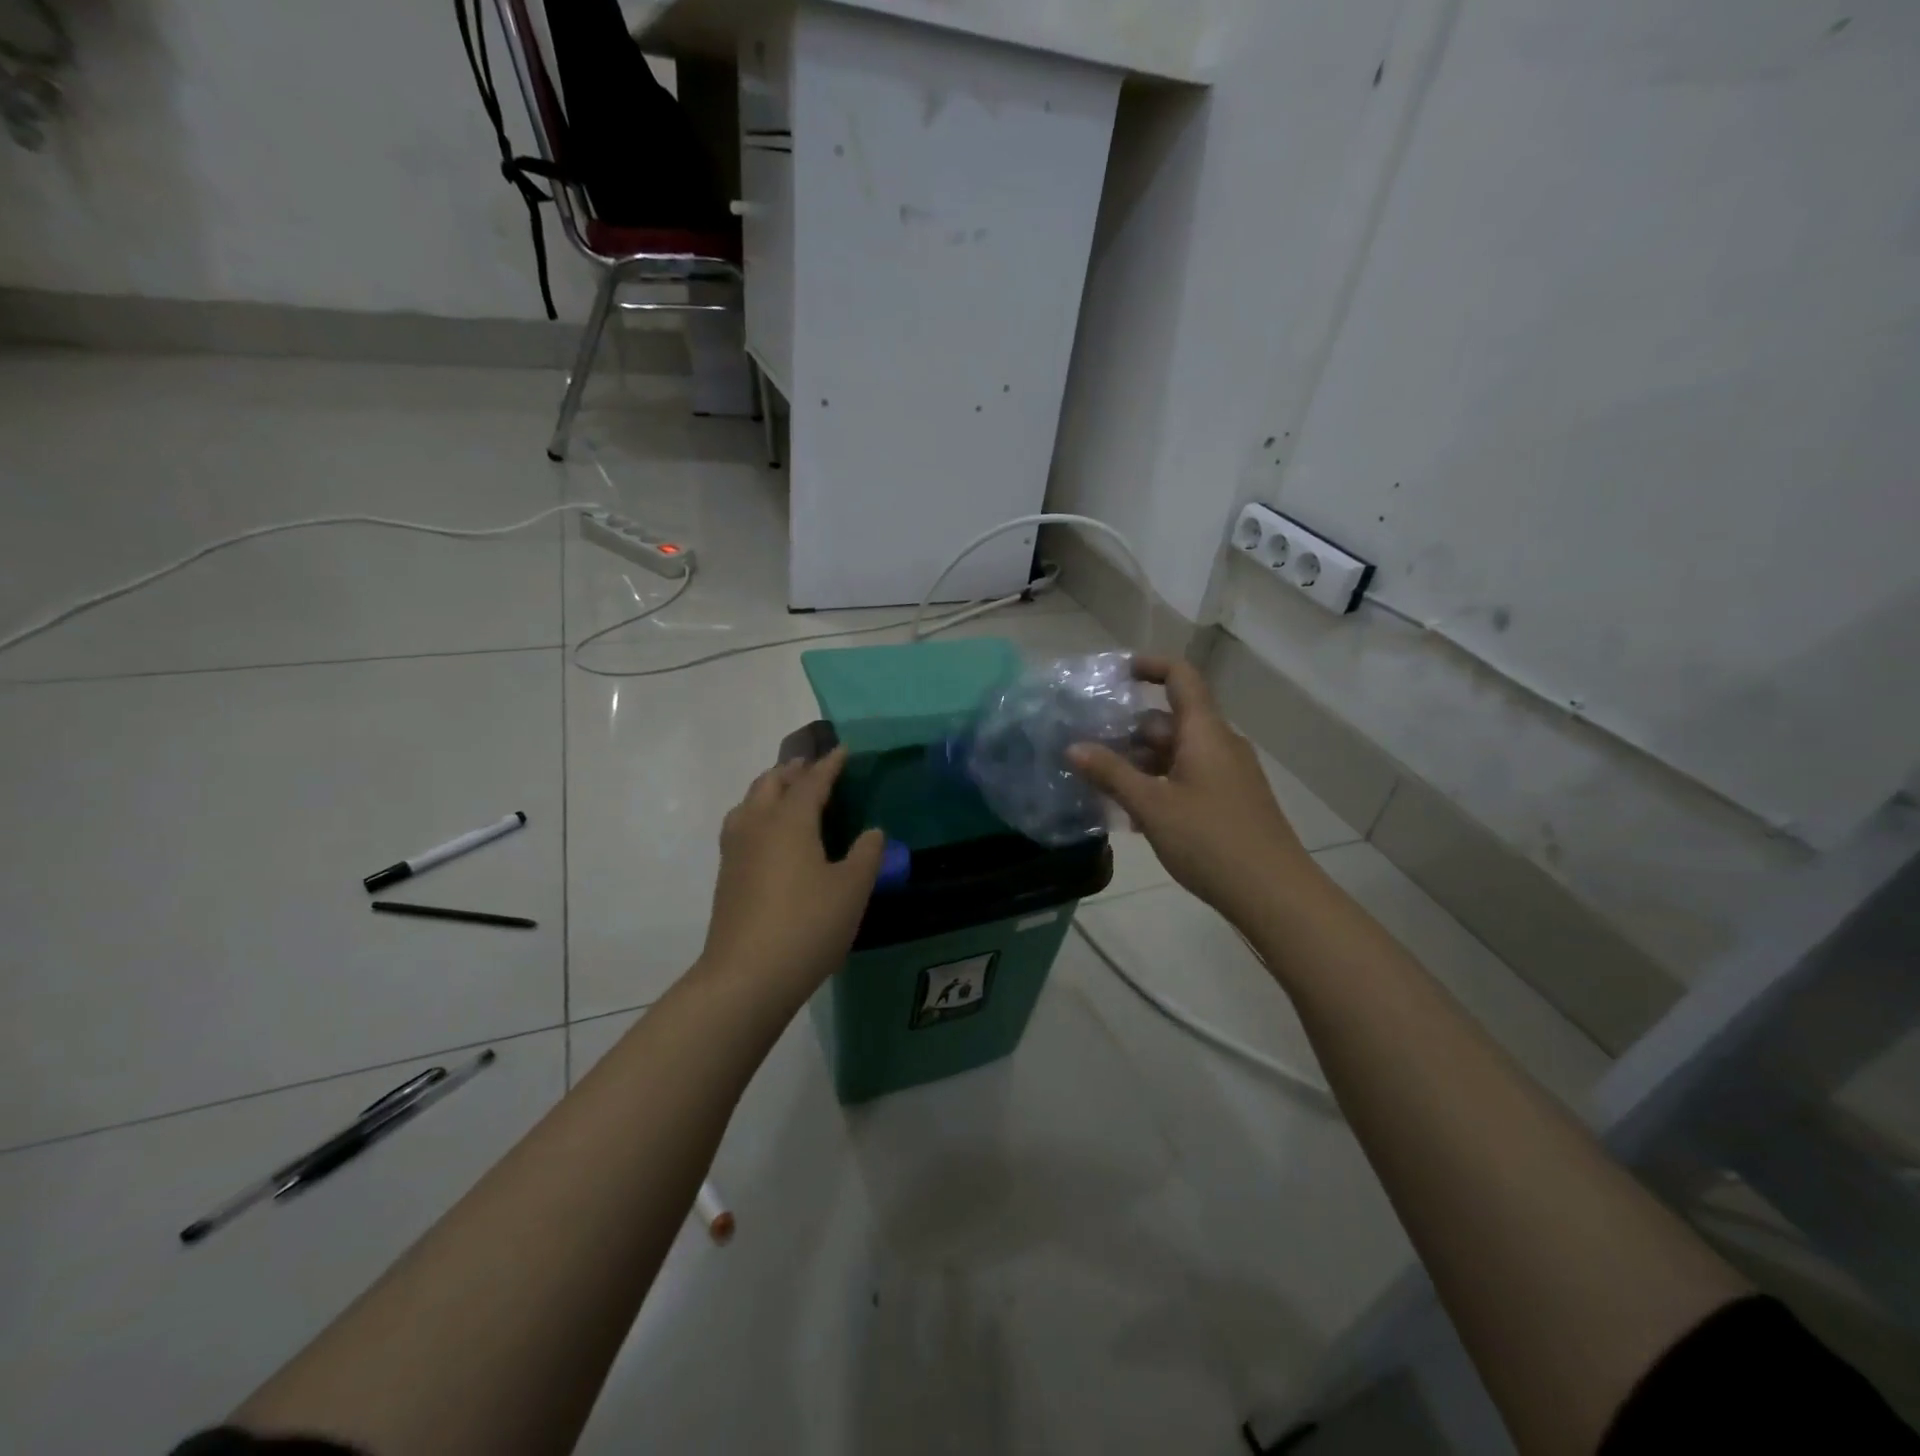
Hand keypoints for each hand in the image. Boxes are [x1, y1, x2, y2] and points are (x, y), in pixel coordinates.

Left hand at [696, 748, 885, 1007]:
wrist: (746, 976)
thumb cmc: (807, 925)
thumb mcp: (851, 890)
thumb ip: (866, 855)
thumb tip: (873, 832)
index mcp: (790, 820)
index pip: (812, 781)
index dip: (830, 765)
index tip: (843, 750)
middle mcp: (758, 825)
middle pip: (771, 784)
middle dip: (793, 770)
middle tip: (812, 766)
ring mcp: (736, 851)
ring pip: (749, 803)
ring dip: (768, 789)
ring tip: (785, 792)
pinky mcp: (726, 876)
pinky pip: (740, 826)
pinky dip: (756, 814)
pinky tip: (767, 835)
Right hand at [1069, 657, 1311, 927]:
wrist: (1274, 894)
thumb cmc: (1210, 840)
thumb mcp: (1151, 806)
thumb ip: (1110, 773)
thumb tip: (1073, 747)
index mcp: (1205, 732)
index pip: (1180, 677)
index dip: (1150, 666)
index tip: (1115, 674)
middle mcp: (1220, 744)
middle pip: (1170, 721)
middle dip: (1129, 732)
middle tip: (1088, 749)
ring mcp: (1229, 774)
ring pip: (1177, 754)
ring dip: (1141, 764)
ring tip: (1102, 786)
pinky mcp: (1231, 801)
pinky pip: (1189, 778)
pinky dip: (1160, 785)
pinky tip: (1134, 816)